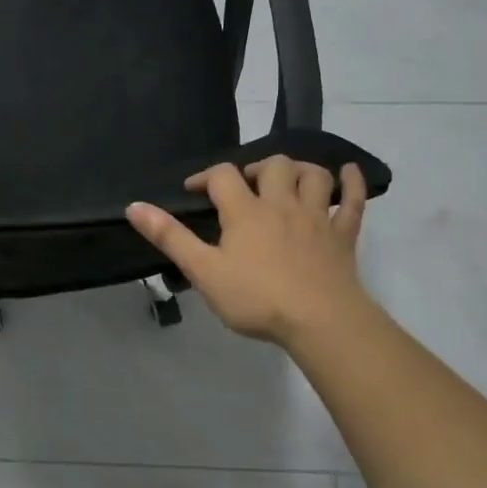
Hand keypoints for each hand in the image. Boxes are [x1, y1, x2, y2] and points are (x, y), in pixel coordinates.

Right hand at [126, 157, 375, 348]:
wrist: (320, 321)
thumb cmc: (257, 298)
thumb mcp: (204, 271)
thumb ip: (170, 237)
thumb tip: (134, 206)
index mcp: (246, 212)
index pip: (222, 176)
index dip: (204, 177)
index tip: (193, 191)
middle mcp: (281, 204)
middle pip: (273, 166)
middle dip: (256, 168)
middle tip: (245, 186)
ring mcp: (316, 217)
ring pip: (313, 176)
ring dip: (300, 169)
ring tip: (288, 178)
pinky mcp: (342, 235)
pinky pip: (352, 201)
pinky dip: (352, 183)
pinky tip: (349, 172)